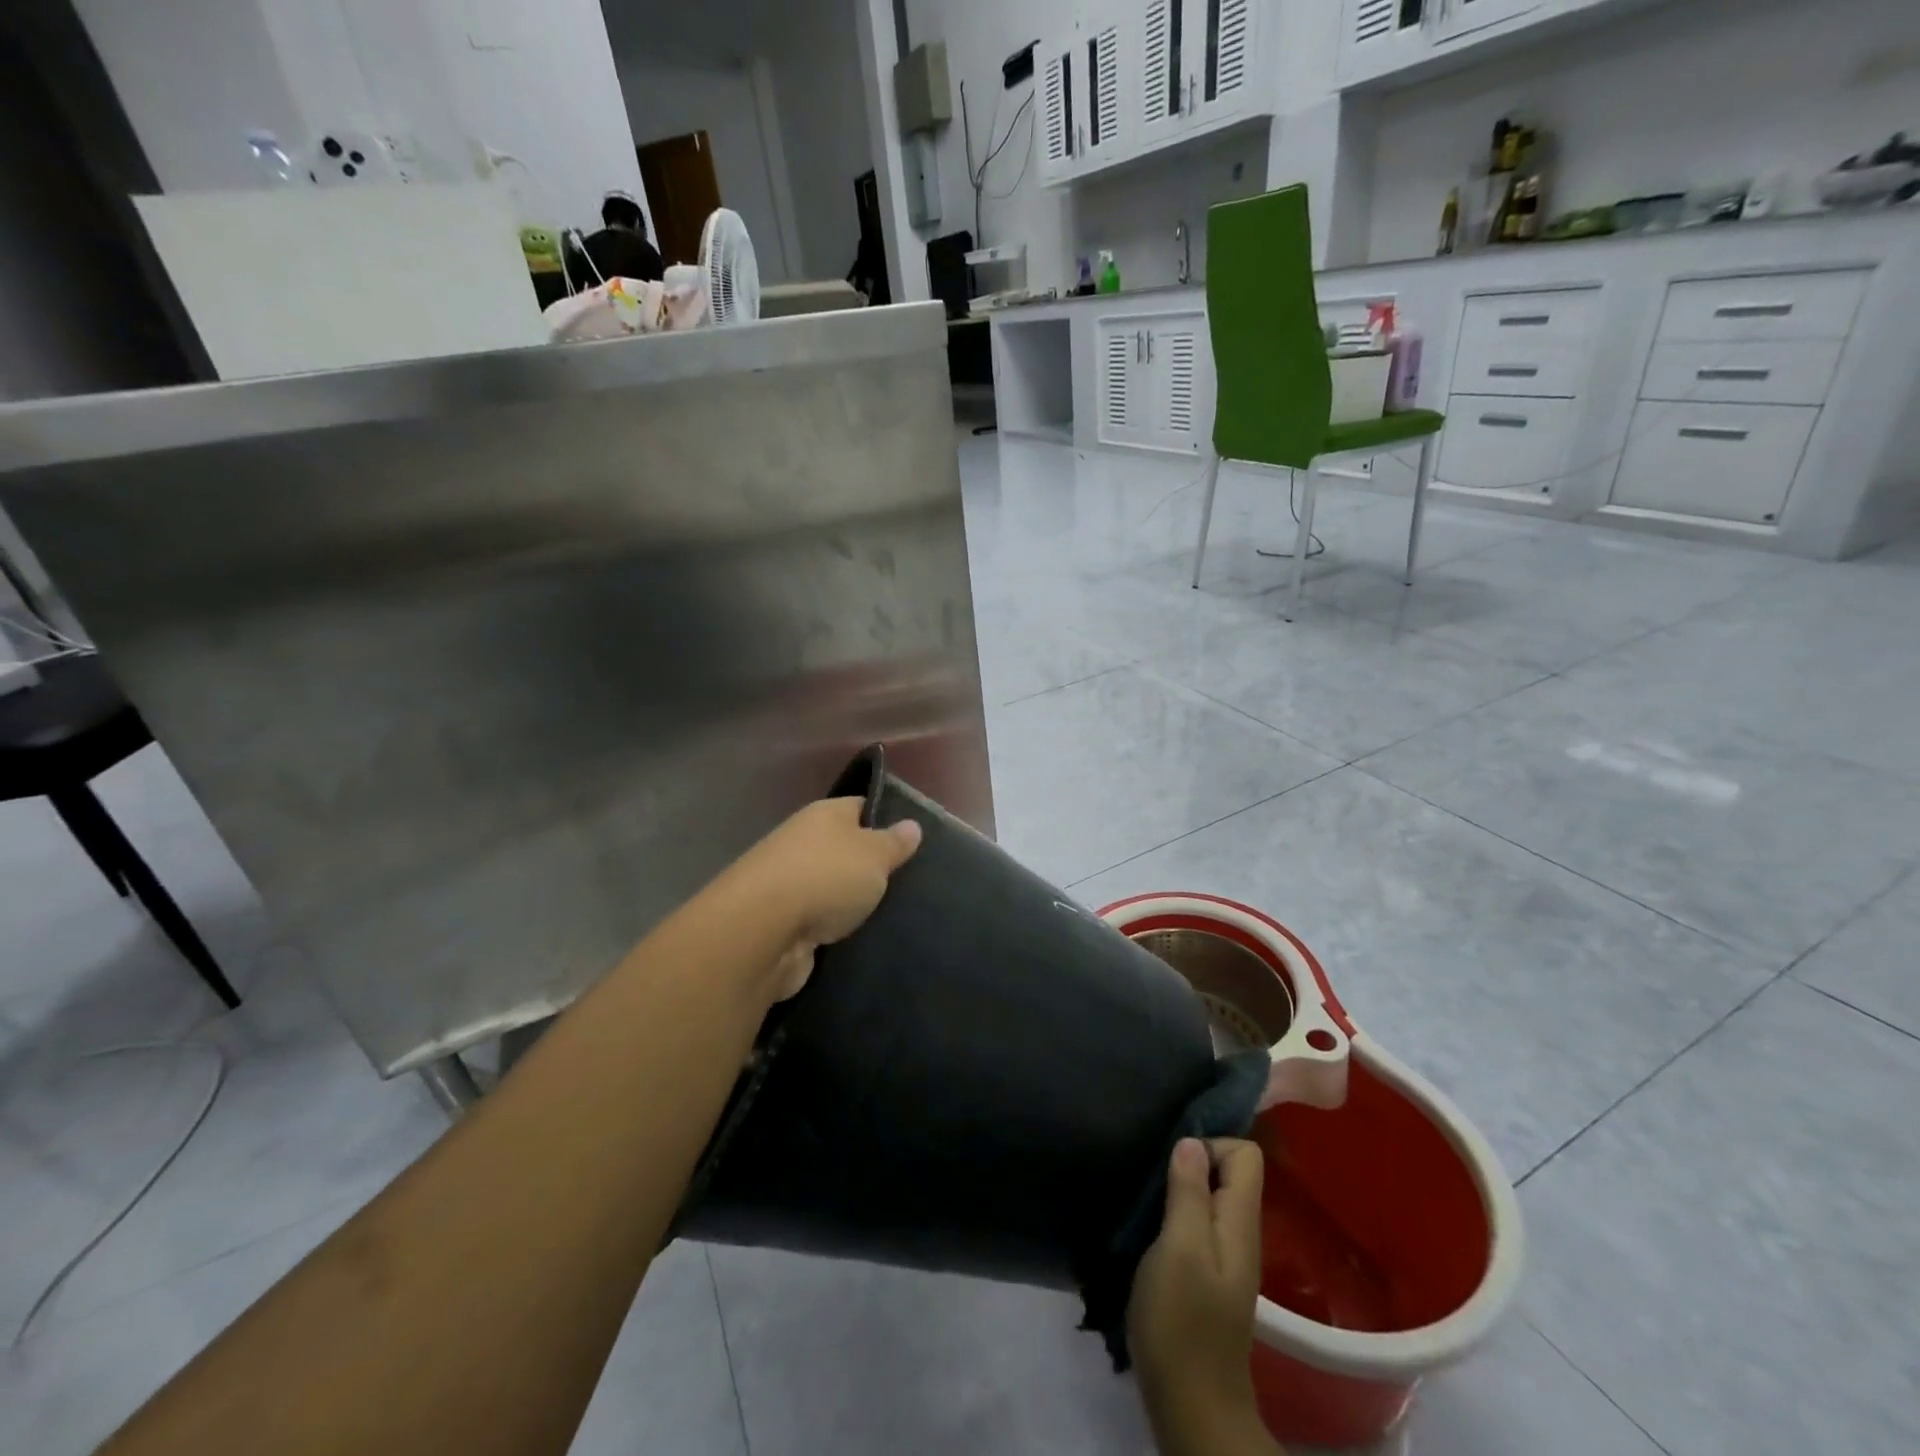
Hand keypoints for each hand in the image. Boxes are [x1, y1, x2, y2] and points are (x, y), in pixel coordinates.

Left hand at [714, 797, 921, 1001]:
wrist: (762, 932)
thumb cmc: (826, 877)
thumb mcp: (874, 855)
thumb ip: (894, 842)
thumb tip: (912, 824)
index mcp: (824, 815)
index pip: (860, 808)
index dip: (886, 821)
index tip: (912, 842)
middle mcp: (803, 842)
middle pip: (845, 850)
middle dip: (871, 866)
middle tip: (910, 884)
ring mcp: (789, 884)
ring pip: (831, 888)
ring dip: (852, 902)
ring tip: (892, 916)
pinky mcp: (782, 923)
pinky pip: (818, 921)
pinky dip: (835, 930)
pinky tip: (861, 939)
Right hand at [1128, 1138, 1278, 1455]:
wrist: (1191, 1405)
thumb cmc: (1183, 1322)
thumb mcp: (1180, 1249)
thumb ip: (1189, 1193)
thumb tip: (1192, 1141)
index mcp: (1239, 1222)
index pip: (1245, 1153)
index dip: (1211, 1142)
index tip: (1174, 1160)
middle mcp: (1238, 1233)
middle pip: (1228, 1172)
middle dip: (1191, 1161)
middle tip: (1152, 1172)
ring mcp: (1222, 1257)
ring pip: (1209, 1196)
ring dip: (1178, 1187)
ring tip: (1144, 1192)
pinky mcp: (1204, 1275)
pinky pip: (1196, 1222)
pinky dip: (1173, 1212)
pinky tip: (1147, 1224)